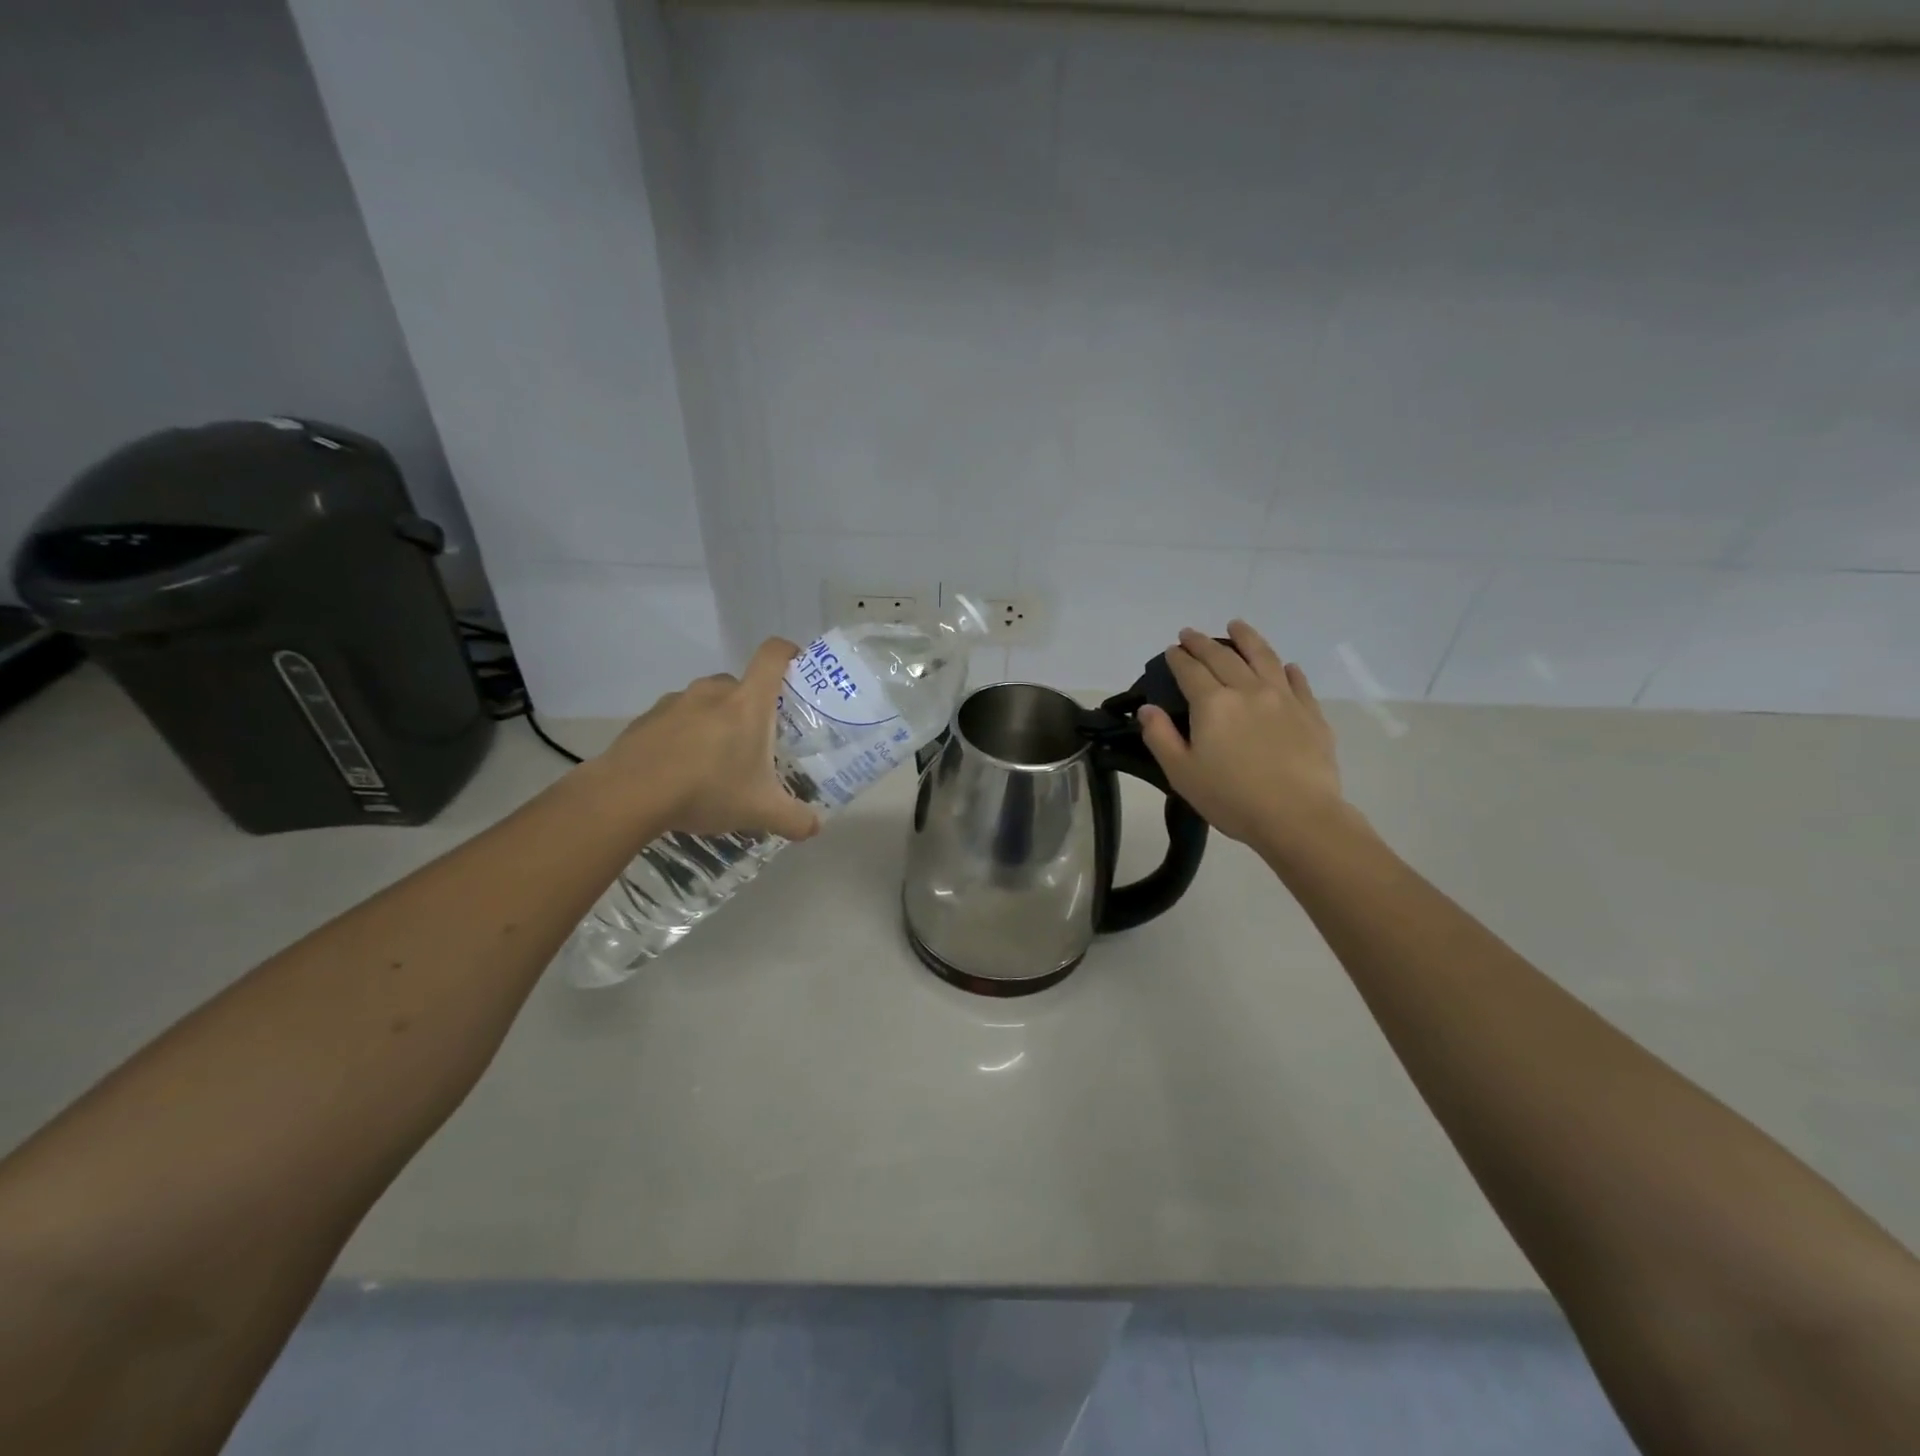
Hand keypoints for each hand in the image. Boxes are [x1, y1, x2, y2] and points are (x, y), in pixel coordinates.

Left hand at [591, 638, 819, 841]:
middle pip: (740, 684)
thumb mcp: (760, 811)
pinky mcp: (647, 718)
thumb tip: (816, 828)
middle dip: (752, 707)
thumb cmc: (707, 789)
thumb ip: (795, 819)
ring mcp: (676, 702)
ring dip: (716, 721)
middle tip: (757, 741)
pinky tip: (680, 770)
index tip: (797, 668)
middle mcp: (713, 691)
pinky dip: (684, 736)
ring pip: (706, 701)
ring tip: (716, 760)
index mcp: (747, 702)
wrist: (628, 794)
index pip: (773, 655)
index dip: (789, 653)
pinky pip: (676, 719)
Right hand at [1139, 621, 1348, 862]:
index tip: (1171, 649)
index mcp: (1213, 703)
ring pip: (1263, 657)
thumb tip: (1147, 709)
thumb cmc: (1231, 798)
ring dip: (1247, 638)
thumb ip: (1160, 737)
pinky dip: (1286, 669)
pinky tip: (1284, 666)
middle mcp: (1248, 690)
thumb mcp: (1182, 773)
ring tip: (1237, 625)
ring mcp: (1284, 698)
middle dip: (1203, 642)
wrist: (1298, 815)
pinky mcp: (1310, 713)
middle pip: (1223, 657)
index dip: (1178, 658)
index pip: (1190, 670)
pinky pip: (1297, 681)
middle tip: (1191, 634)